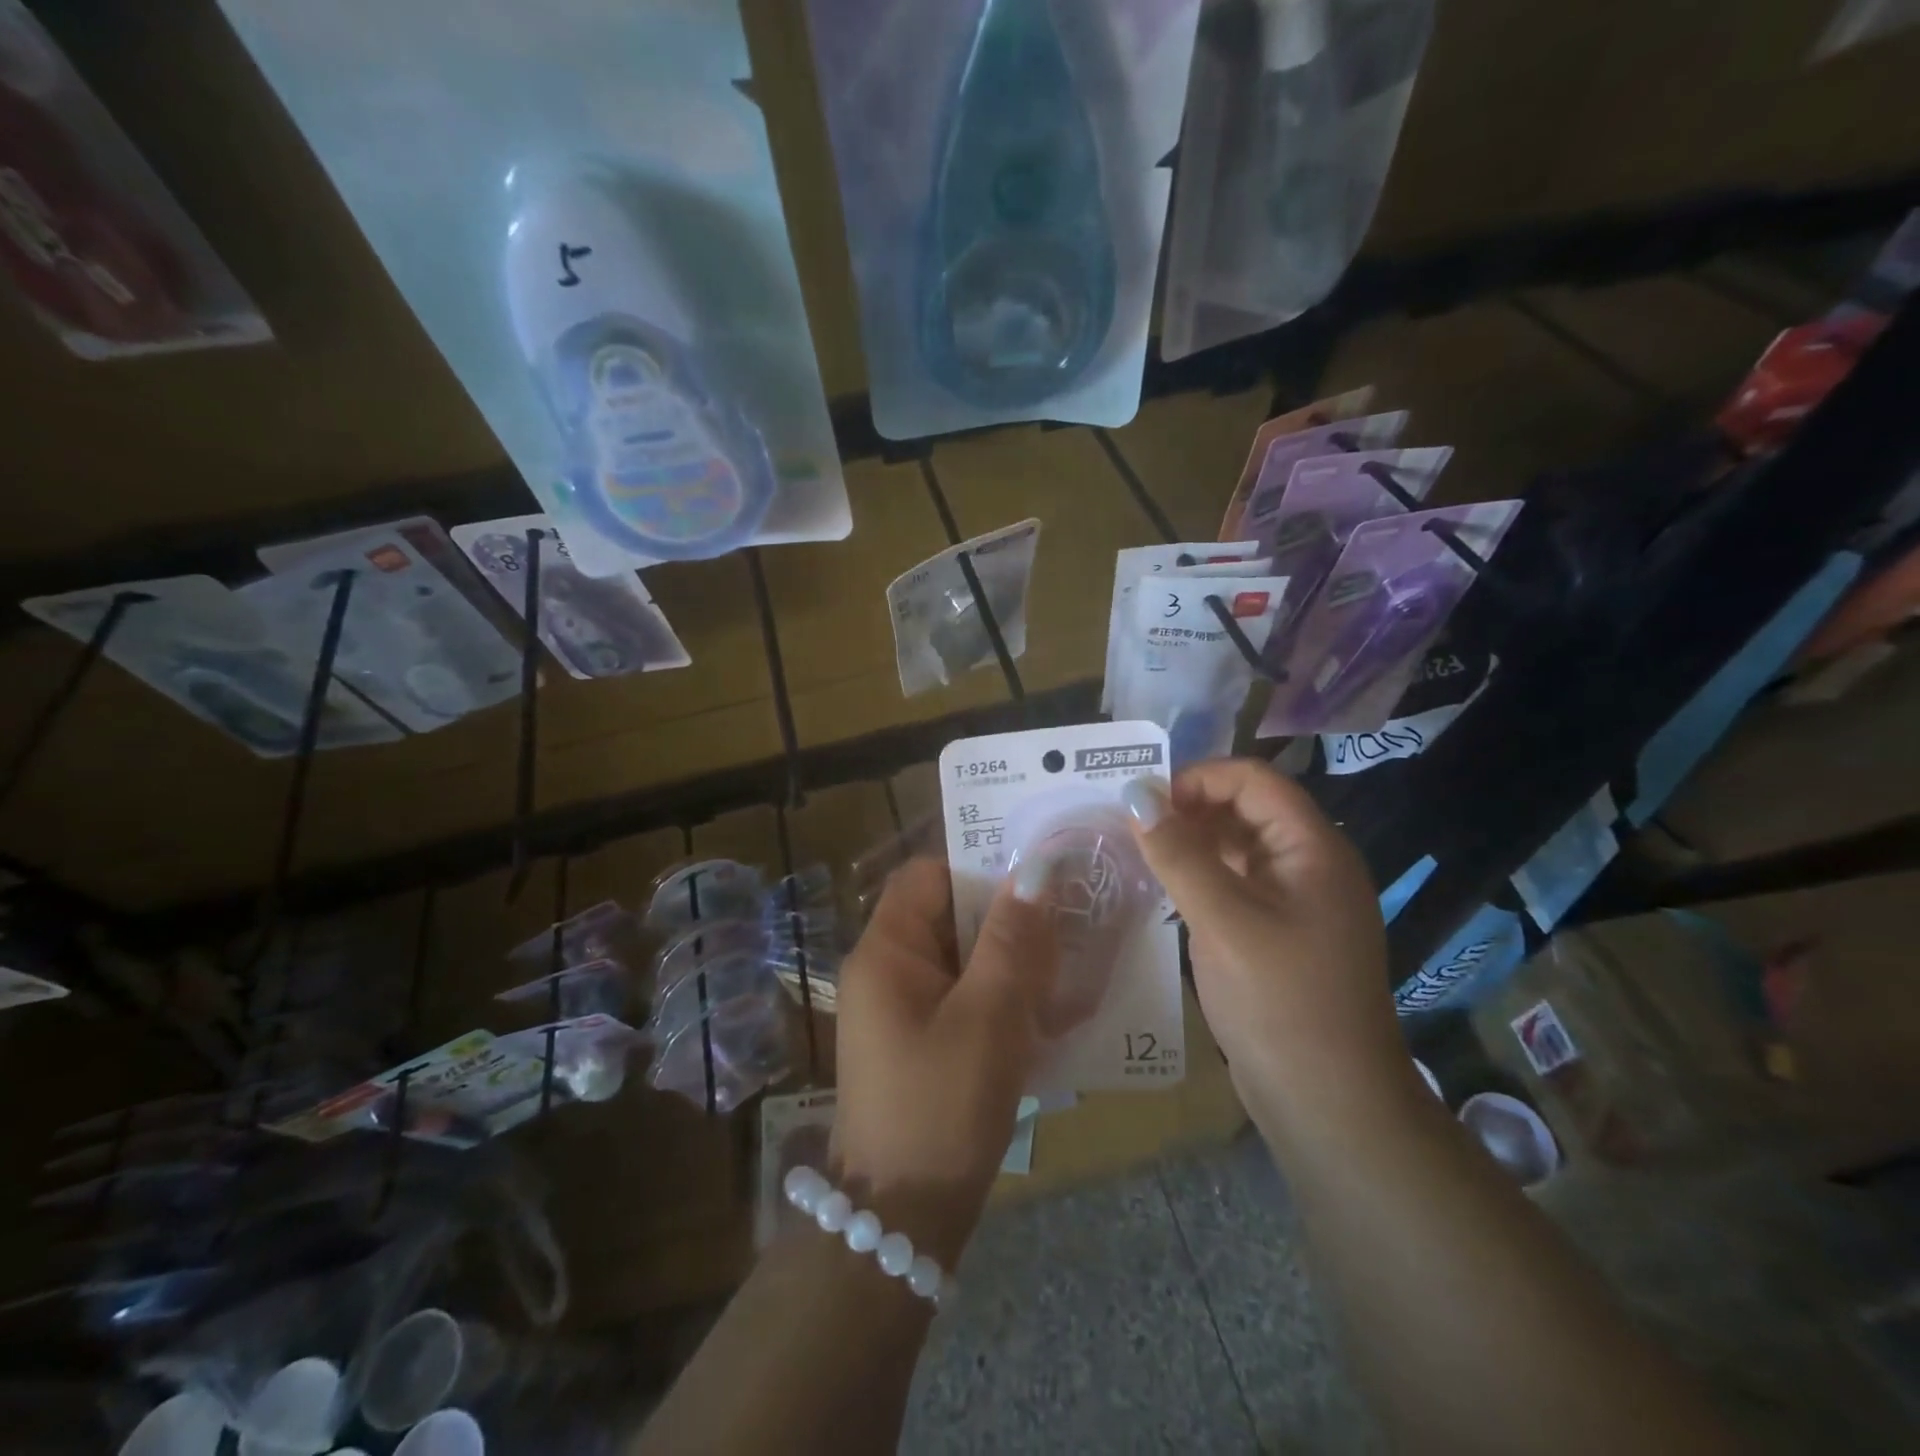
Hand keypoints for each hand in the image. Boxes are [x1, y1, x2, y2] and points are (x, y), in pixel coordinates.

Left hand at [831, 858, 1056, 1264]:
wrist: (901, 1220)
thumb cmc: (941, 1106)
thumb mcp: (987, 1016)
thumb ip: (1012, 939)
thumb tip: (1035, 867)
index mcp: (886, 951)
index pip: (927, 875)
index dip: (977, 867)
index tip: (1036, 878)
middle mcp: (886, 971)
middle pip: (947, 916)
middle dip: (1005, 917)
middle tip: (1067, 921)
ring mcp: (900, 1010)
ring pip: (961, 959)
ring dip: (1009, 960)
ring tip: (1067, 965)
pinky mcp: (919, 1043)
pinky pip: (962, 997)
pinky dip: (999, 996)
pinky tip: (1045, 1012)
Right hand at [1122, 760, 1407, 1111]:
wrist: (1330, 1105)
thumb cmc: (1280, 1002)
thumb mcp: (1223, 921)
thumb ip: (1178, 854)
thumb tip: (1135, 794)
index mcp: (1313, 848)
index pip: (1253, 779)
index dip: (1198, 778)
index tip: (1143, 801)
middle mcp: (1309, 864)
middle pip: (1245, 808)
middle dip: (1188, 808)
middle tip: (1130, 828)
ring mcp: (1296, 901)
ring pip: (1237, 847)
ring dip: (1189, 842)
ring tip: (1136, 854)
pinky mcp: (1278, 933)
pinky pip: (1235, 883)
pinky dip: (1199, 876)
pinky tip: (1162, 889)